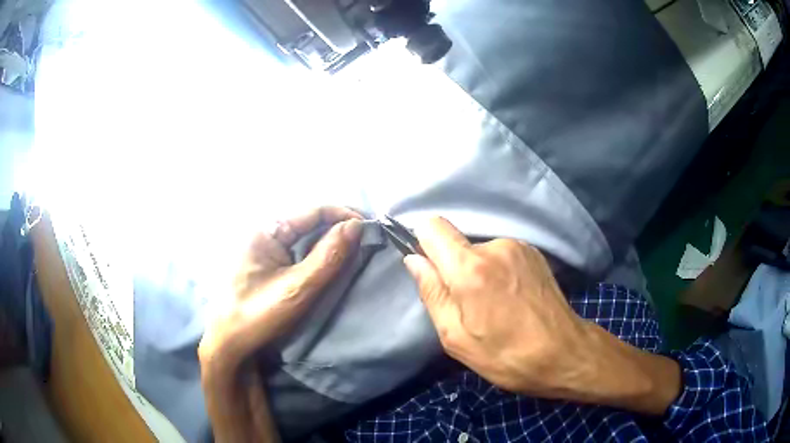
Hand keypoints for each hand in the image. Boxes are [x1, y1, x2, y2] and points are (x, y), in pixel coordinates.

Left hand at [198, 206, 362, 442]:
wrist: (230, 342)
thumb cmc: (259, 315)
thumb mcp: (298, 288)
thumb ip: (329, 256)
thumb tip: (356, 226)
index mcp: (266, 229)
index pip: (313, 211)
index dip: (343, 214)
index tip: (370, 227)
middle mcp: (264, 230)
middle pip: (309, 220)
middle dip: (338, 226)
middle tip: (366, 239)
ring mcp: (263, 246)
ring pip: (304, 234)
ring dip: (329, 239)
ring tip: (354, 248)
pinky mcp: (266, 262)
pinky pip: (297, 248)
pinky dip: (317, 252)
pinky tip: (330, 260)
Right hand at [405, 217, 680, 414]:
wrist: (566, 353)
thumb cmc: (508, 356)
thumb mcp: (458, 338)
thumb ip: (432, 293)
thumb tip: (413, 260)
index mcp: (471, 268)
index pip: (432, 227)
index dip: (422, 244)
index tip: (429, 271)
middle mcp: (496, 246)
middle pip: (456, 242)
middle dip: (452, 268)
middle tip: (467, 305)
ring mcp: (519, 246)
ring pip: (478, 250)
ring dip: (477, 271)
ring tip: (493, 305)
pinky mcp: (534, 252)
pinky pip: (500, 253)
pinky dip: (497, 270)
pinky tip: (511, 297)